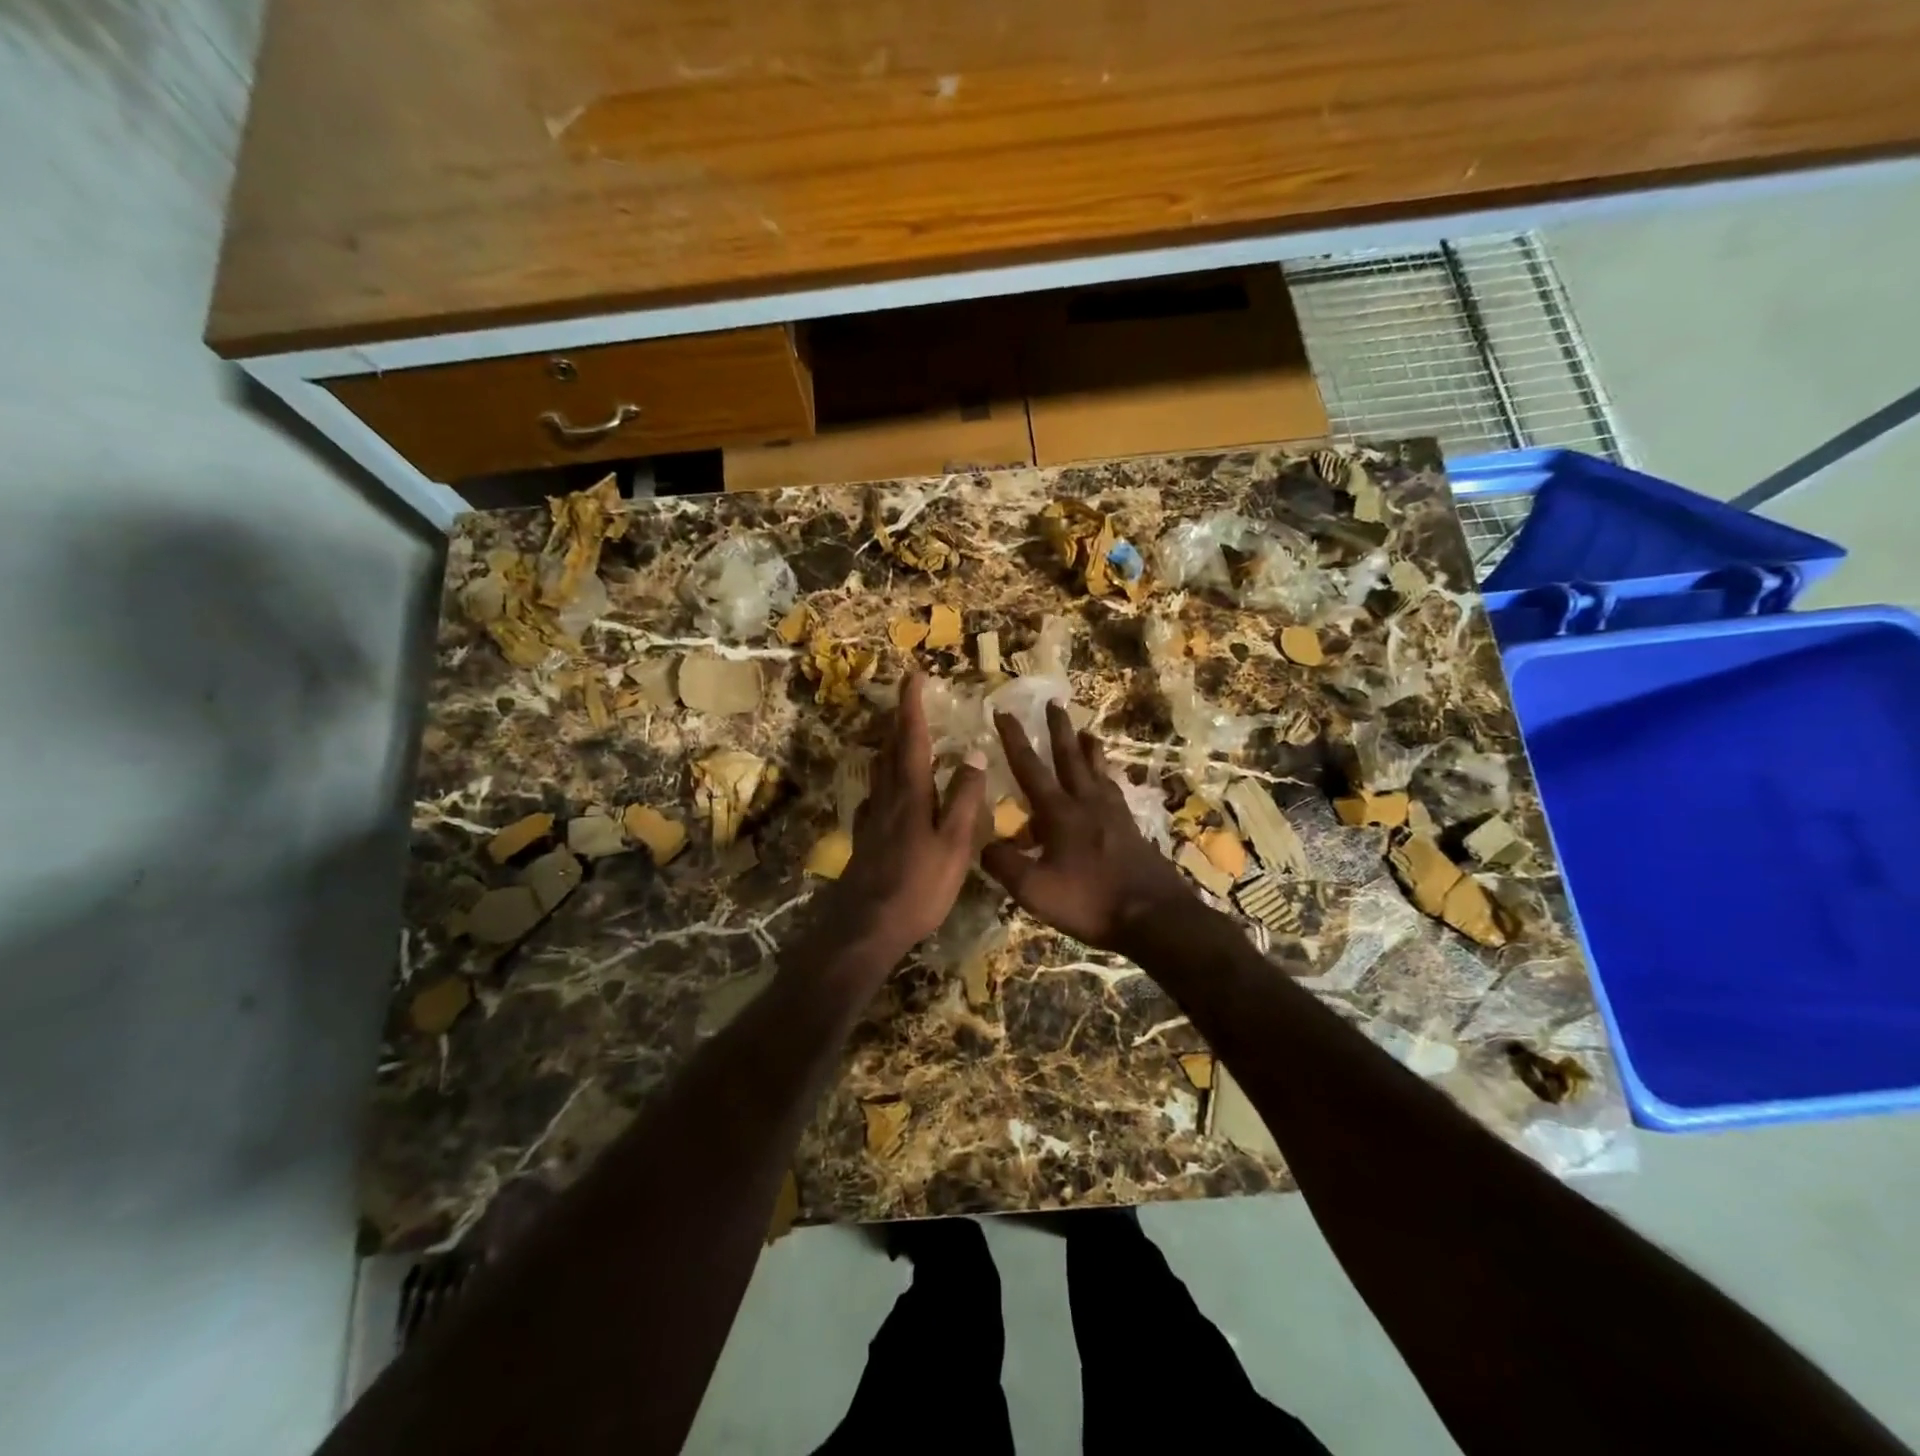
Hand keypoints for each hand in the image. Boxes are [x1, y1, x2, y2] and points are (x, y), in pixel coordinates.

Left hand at [813, 673, 985, 964]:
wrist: (867, 926)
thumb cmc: (918, 886)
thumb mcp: (954, 844)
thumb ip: (965, 799)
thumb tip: (975, 754)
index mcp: (910, 793)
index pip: (911, 738)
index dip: (911, 705)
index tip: (913, 676)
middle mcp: (887, 797)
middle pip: (890, 748)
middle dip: (900, 720)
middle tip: (911, 701)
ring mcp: (872, 817)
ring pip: (880, 770)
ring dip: (891, 746)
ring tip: (904, 737)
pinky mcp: (865, 837)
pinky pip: (876, 795)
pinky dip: (886, 780)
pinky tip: (890, 791)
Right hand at [981, 702, 1196, 953]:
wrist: (1153, 917)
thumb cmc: (1089, 901)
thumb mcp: (1033, 889)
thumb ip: (1004, 863)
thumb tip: (982, 843)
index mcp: (1059, 812)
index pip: (1030, 767)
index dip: (1014, 739)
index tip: (1004, 711)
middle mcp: (1087, 803)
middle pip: (1070, 756)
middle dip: (1058, 728)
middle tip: (1054, 701)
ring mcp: (1113, 814)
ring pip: (1098, 770)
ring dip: (1088, 748)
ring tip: (1086, 732)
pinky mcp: (1131, 829)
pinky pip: (1114, 791)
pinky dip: (1106, 778)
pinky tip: (1107, 784)